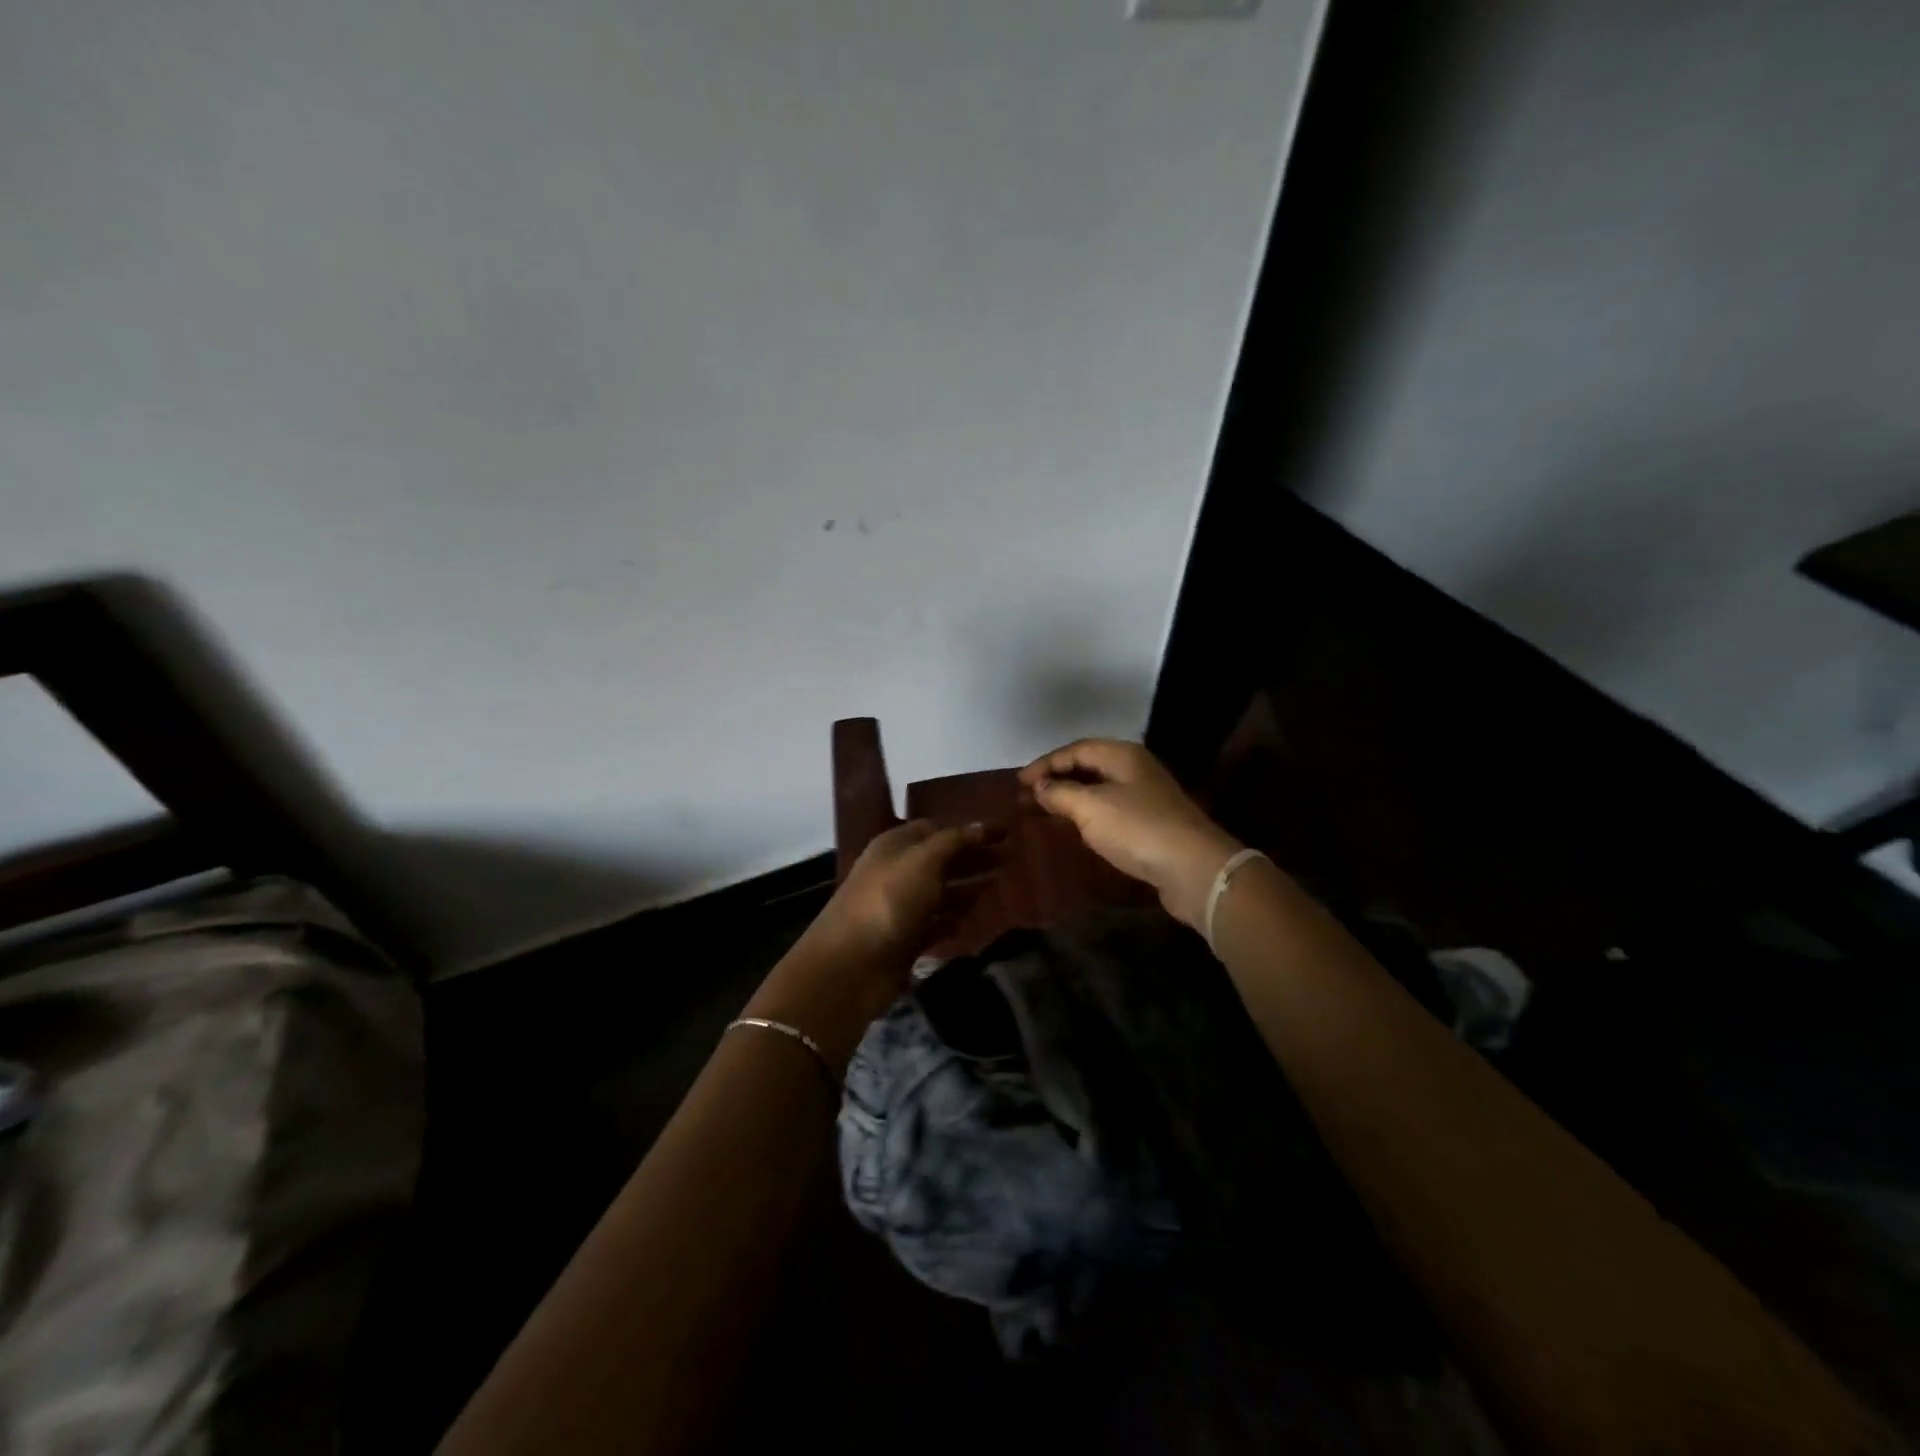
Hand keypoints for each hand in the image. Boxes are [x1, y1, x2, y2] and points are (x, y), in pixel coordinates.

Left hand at [750, 820, 997, 1064]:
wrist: (850, 966)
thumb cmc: (888, 901)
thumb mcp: (923, 861)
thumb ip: (954, 841)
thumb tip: (983, 826)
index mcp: (895, 845)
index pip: (937, 828)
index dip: (969, 828)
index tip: (1004, 832)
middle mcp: (897, 871)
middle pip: (941, 859)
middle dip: (973, 856)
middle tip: (1011, 858)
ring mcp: (900, 907)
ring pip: (941, 891)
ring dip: (968, 887)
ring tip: (1000, 884)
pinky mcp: (905, 939)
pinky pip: (936, 923)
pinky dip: (955, 918)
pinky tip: (975, 917)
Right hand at [1019, 739, 1242, 929]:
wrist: (1194, 869)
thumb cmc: (1138, 829)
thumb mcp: (1090, 807)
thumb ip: (1060, 793)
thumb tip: (1040, 786)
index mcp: (1122, 755)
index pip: (1076, 749)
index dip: (1045, 763)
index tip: (1019, 782)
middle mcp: (1135, 770)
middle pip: (1089, 766)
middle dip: (1057, 779)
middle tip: (1027, 795)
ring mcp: (1146, 797)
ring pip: (1100, 789)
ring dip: (1071, 797)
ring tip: (1044, 810)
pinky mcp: (1151, 824)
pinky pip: (1110, 810)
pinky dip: (1088, 815)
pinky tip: (1076, 828)